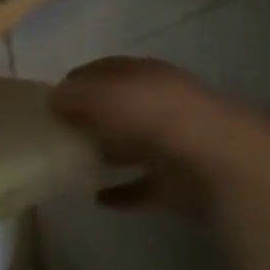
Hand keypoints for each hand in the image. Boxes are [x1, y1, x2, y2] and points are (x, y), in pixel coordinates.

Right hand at [50, 57, 269, 212]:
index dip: (76, 81)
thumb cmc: (156, 117)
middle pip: (119, 108)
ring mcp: (173, 145)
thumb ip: (74, 95)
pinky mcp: (179, 183)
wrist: (221, 164)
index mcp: (146, 76)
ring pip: (131, 145)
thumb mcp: (103, 94)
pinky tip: (98, 198)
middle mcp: (162, 105)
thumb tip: (53, 100)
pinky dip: (121, 192)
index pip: (104, 71)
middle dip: (90, 117)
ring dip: (107, 152)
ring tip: (73, 162)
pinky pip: (141, 187)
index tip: (48, 100)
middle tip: (57, 132)